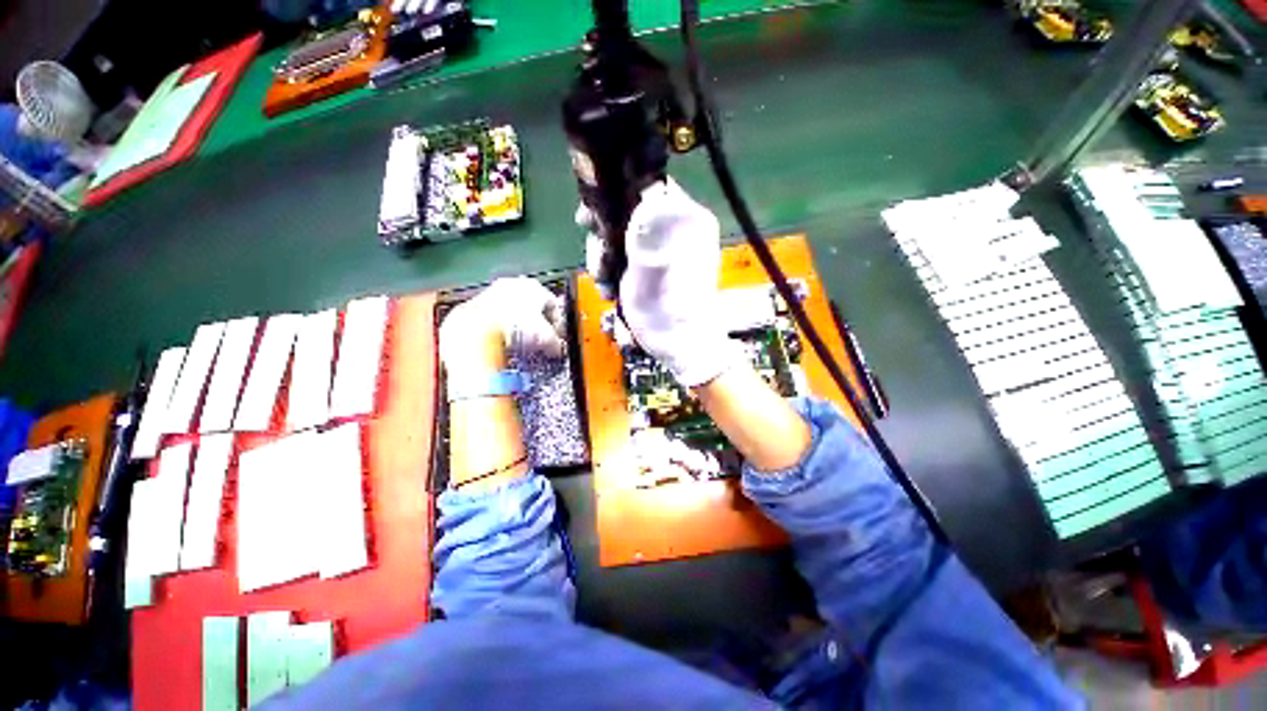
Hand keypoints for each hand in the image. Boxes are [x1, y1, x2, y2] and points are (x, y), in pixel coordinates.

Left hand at [438, 277, 564, 378]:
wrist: (477, 330)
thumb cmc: (517, 327)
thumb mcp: (545, 338)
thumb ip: (556, 343)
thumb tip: (558, 349)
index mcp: (535, 287)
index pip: (553, 305)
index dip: (557, 324)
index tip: (556, 339)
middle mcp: (514, 284)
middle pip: (532, 306)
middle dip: (537, 324)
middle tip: (539, 342)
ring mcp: (493, 291)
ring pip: (513, 310)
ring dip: (518, 325)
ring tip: (519, 344)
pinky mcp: (475, 302)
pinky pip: (495, 316)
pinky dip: (500, 327)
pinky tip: (501, 341)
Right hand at [580, 178, 734, 387]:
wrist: (681, 347)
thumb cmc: (668, 313)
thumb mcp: (651, 271)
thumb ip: (646, 232)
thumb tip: (644, 192)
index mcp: (684, 220)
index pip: (645, 187)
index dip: (613, 199)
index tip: (589, 220)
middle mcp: (676, 229)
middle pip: (628, 216)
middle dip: (605, 241)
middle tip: (598, 265)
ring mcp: (665, 249)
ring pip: (623, 239)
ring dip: (606, 262)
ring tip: (605, 288)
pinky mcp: (656, 267)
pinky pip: (628, 258)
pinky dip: (615, 273)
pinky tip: (610, 293)